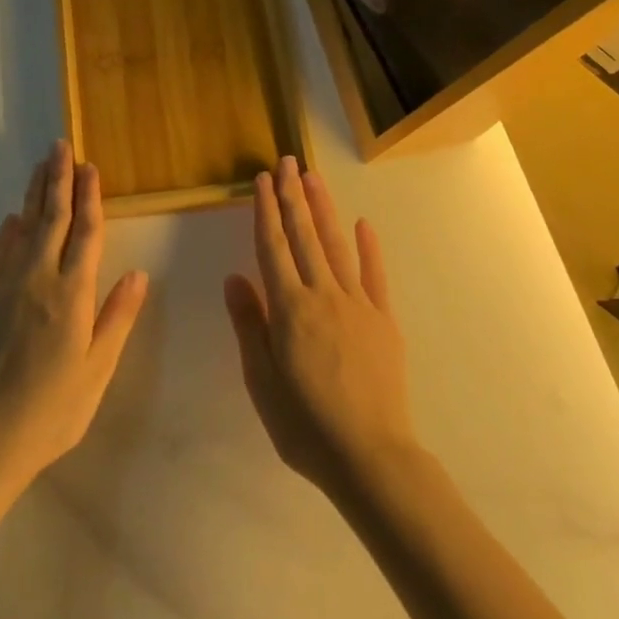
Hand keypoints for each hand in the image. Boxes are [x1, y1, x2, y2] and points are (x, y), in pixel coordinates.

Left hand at [0, 141, 148, 492]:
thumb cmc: (53, 409)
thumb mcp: (97, 370)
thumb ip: (117, 318)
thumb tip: (139, 274)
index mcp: (73, 294)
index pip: (86, 232)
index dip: (90, 197)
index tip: (90, 167)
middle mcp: (39, 279)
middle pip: (53, 218)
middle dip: (59, 180)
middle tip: (61, 147)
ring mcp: (7, 286)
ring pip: (24, 228)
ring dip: (34, 194)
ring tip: (41, 165)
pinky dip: (8, 232)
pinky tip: (12, 219)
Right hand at [224, 155, 416, 497]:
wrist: (371, 457)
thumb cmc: (305, 425)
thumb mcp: (261, 381)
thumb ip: (250, 325)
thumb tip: (235, 277)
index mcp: (289, 308)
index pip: (272, 247)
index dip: (266, 211)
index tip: (262, 180)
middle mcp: (322, 294)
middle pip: (304, 236)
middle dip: (293, 196)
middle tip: (286, 162)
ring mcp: (357, 304)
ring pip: (336, 245)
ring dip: (323, 209)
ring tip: (313, 178)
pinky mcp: (383, 319)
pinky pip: (374, 275)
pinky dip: (369, 248)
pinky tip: (363, 224)